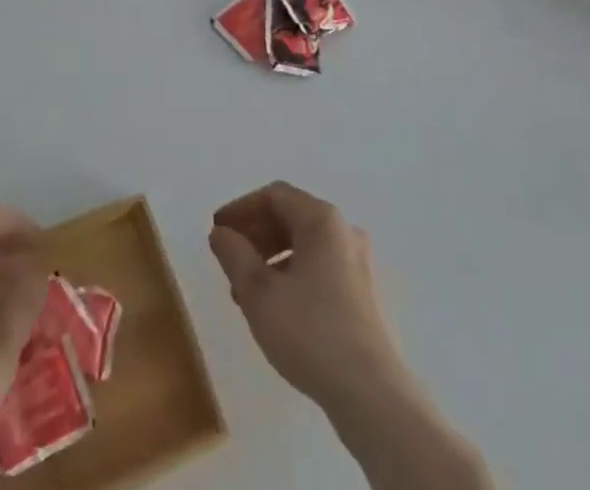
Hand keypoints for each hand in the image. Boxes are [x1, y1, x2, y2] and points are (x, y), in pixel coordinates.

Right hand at [208, 182, 416, 418]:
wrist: (372, 395)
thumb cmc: (310, 332)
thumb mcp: (259, 292)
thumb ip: (234, 255)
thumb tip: (220, 233)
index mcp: (321, 219)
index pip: (274, 196)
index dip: (241, 208)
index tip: (217, 230)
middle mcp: (343, 231)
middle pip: (290, 216)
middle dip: (255, 233)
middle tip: (228, 258)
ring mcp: (357, 262)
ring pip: (304, 244)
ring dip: (270, 257)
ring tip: (245, 289)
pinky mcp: (362, 293)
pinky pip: (319, 266)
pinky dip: (291, 273)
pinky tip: (275, 306)